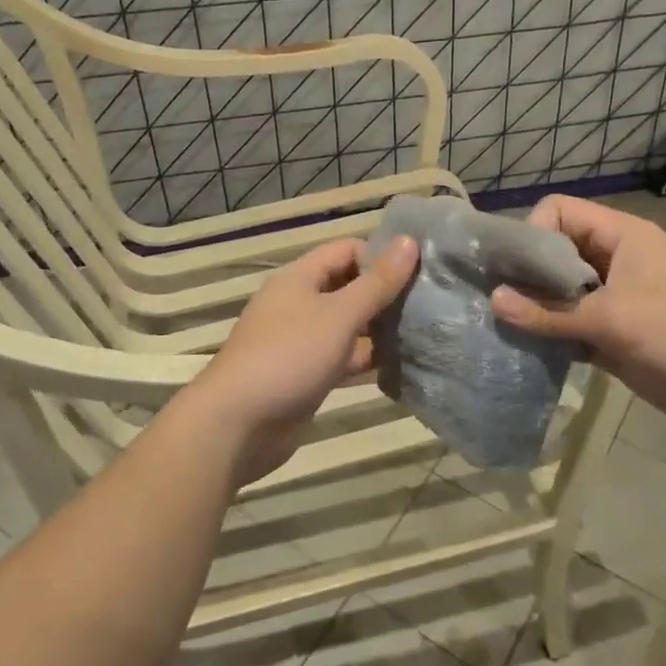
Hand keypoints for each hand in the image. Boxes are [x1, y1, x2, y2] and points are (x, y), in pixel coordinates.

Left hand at [178, 236, 418, 486]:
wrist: (238, 425)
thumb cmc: (289, 357)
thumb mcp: (339, 315)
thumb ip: (377, 282)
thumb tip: (409, 241)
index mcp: (299, 278)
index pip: (346, 250)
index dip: (379, 256)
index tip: (417, 273)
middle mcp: (299, 303)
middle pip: (348, 287)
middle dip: (384, 293)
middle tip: (427, 304)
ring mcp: (301, 341)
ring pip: (348, 325)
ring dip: (379, 328)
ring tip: (423, 333)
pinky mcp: (306, 375)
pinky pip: (342, 357)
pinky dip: (366, 358)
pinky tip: (400, 364)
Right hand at [490, 196, 665, 443]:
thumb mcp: (614, 319)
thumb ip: (551, 312)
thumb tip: (493, 301)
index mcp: (620, 236)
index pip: (558, 212)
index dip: (532, 234)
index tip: (514, 271)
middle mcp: (613, 261)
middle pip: (555, 252)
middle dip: (524, 274)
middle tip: (491, 301)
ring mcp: (615, 300)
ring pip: (561, 293)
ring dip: (535, 309)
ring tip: (501, 328)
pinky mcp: (617, 336)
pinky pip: (573, 326)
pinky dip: (552, 336)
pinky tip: (528, 352)